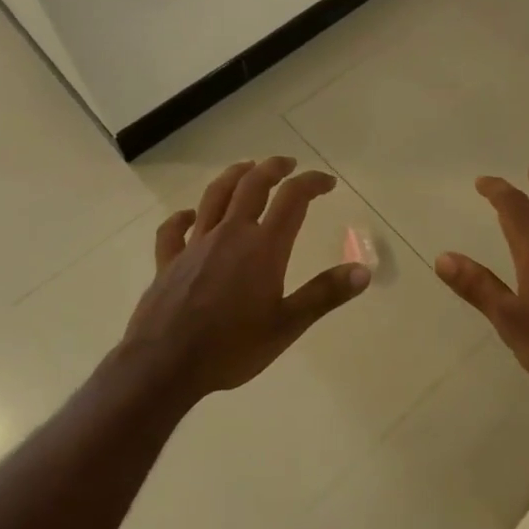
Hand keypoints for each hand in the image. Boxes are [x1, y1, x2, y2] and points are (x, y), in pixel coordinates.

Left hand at [119, 156, 371, 402]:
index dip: (312, 183)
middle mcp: (230, 234)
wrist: (165, 364)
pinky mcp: (168, 260)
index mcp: (263, 247)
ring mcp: (195, 244)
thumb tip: (363, 271)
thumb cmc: (232, 347)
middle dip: (273, 168)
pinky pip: (173, 229)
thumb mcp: (287, 326)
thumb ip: (325, 295)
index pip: (293, 199)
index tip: (327, 182)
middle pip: (252, 185)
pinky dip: (183, 216)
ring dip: (233, 176)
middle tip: (288, 164)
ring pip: (215, 196)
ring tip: (246, 167)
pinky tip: (190, 215)